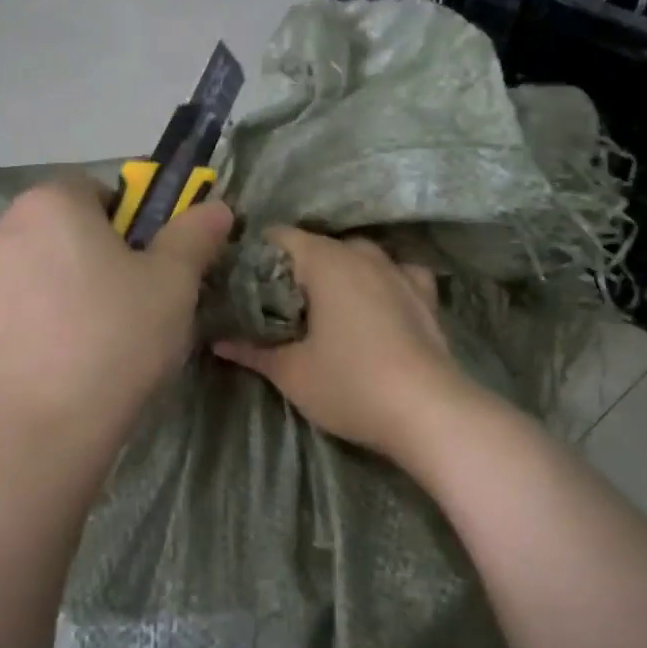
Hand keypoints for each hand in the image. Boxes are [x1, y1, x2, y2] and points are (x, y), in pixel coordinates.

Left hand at [0, 176, 232, 436]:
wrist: (35, 430)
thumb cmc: (114, 339)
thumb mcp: (173, 284)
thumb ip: (194, 236)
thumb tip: (216, 208)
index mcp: (51, 205)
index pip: (95, 193)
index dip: (128, 226)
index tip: (146, 270)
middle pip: (60, 237)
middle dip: (92, 263)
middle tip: (126, 312)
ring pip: (31, 280)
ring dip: (58, 299)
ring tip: (88, 351)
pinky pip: (3, 324)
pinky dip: (27, 338)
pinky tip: (50, 376)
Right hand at [213, 228, 479, 460]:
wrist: (428, 412)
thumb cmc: (351, 385)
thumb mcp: (292, 373)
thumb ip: (253, 351)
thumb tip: (218, 342)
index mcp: (326, 261)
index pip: (279, 236)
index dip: (256, 253)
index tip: (241, 280)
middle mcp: (363, 254)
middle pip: (318, 245)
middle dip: (294, 267)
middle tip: (274, 301)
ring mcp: (399, 271)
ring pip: (358, 256)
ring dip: (337, 272)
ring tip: (323, 304)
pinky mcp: (425, 294)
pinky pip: (396, 272)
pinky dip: (380, 280)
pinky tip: (376, 301)